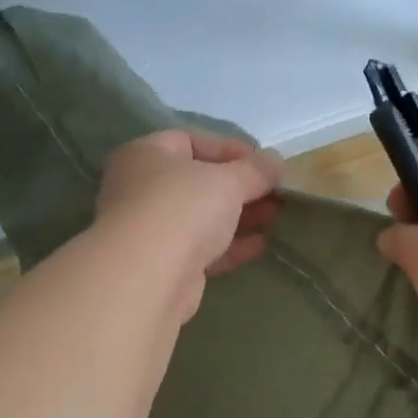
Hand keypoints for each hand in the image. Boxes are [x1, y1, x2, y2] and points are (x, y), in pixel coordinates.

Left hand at [95, 130, 283, 322]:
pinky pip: (202, 249)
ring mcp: (151, 230)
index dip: (230, 149)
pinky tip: (261, 245)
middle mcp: (142, 189)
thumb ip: (255, 170)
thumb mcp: (228, 180)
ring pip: (202, 218)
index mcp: (147, 155)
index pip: (191, 141)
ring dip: (239, 216)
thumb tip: (276, 161)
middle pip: (198, 182)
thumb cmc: (183, 208)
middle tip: (275, 193)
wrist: (149, 277)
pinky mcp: (164, 265)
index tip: (264, 164)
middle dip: (240, 187)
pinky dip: (230, 245)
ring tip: (275, 217)